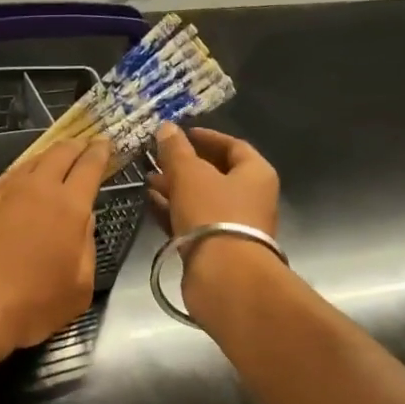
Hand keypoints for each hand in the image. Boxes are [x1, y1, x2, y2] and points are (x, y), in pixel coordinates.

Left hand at [0, 137, 109, 363]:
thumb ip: (86, 247)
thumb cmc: (31, 307)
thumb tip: (83, 221)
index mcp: (69, 207)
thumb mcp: (79, 288)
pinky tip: (22, 185)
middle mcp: (36, 190)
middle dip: (75, 147)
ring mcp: (2, 195)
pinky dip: (22, 175)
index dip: (100, 153)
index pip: (89, 166)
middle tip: (83, 146)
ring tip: (54, 161)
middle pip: (59, 154)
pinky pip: (7, 179)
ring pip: (30, 163)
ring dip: (47, 158)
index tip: (106, 144)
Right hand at [147, 124, 278, 236]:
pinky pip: (193, 223)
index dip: (206, 137)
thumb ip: (176, 151)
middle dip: (185, 165)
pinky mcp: (216, 249)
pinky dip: (174, 212)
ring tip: (148, 181)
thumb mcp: (190, 175)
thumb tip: (167, 128)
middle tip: (157, 159)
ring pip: (202, 200)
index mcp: (256, 173)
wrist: (224, 276)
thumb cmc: (213, 215)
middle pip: (216, 174)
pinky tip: (151, 204)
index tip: (181, 133)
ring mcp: (234, 226)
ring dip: (176, 189)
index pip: (233, 145)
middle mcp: (251, 198)